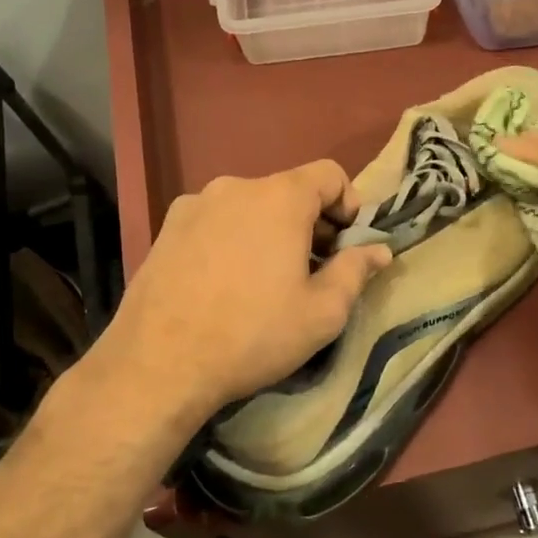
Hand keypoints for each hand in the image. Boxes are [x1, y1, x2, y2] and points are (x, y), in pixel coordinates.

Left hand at [81, 161, 392, 432]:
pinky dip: (232, 238)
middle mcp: (236, 186)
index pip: (329, 174)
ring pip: (250, 206)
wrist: (158, 364)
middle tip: (313, 270)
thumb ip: (356, 271)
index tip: (347, 244)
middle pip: (288, 190)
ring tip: (265, 280)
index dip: (348, 204)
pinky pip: (215, 220)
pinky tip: (223, 282)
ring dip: (269, 231)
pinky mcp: (166, 227)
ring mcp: (195, 204)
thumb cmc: (253, 334)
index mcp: (280, 197)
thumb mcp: (322, 313)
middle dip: (310, 222)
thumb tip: (379, 250)